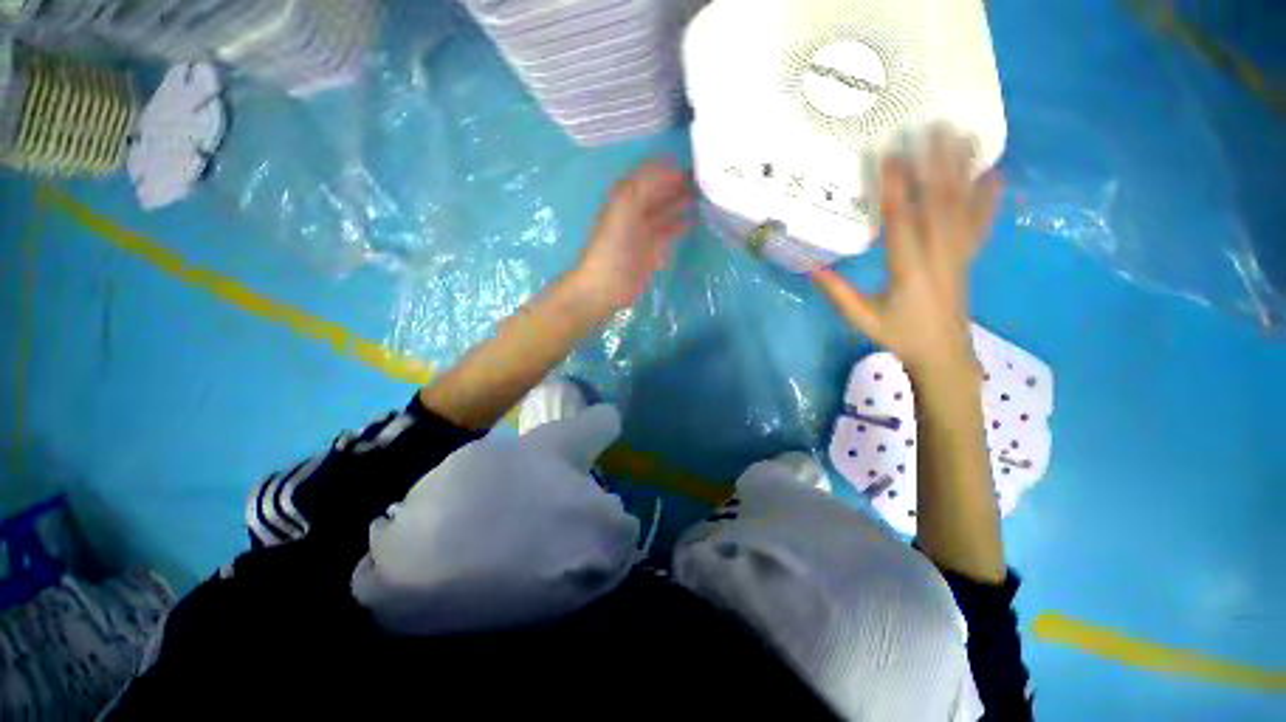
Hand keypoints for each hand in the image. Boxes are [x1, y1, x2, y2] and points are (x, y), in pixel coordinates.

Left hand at [570, 160, 693, 311]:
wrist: (605, 287)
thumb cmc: (613, 248)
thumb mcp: (624, 209)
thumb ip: (644, 185)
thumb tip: (672, 166)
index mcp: (626, 197)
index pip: (650, 174)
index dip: (670, 168)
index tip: (697, 164)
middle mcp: (636, 211)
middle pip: (660, 191)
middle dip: (680, 183)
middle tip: (708, 180)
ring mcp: (644, 232)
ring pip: (666, 211)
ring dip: (683, 203)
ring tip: (708, 197)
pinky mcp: (652, 251)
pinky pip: (669, 232)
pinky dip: (682, 225)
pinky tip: (696, 221)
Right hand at [813, 129, 1001, 373]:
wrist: (942, 354)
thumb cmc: (898, 335)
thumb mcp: (861, 317)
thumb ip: (837, 292)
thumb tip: (810, 268)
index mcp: (909, 270)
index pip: (902, 222)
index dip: (896, 188)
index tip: (890, 155)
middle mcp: (940, 255)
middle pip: (940, 203)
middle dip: (936, 163)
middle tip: (933, 126)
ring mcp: (960, 254)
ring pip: (963, 206)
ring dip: (963, 169)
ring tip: (964, 135)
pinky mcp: (969, 257)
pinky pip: (982, 223)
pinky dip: (989, 198)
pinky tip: (996, 174)